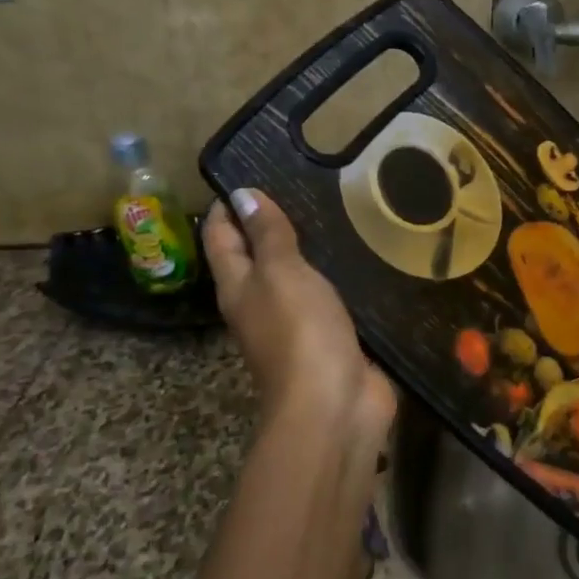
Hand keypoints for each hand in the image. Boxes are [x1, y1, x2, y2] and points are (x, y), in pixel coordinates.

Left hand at [203, 190, 396, 454]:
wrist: (334, 405)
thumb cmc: (300, 332)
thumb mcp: (281, 274)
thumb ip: (267, 236)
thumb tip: (243, 195)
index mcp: (238, 287)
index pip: (221, 237)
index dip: (228, 206)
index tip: (248, 173)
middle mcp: (261, 304)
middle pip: (255, 258)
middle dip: (267, 226)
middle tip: (298, 186)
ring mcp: (296, 325)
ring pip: (294, 279)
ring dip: (305, 253)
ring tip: (330, 215)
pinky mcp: (331, 338)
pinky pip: (328, 300)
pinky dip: (334, 278)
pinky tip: (356, 261)